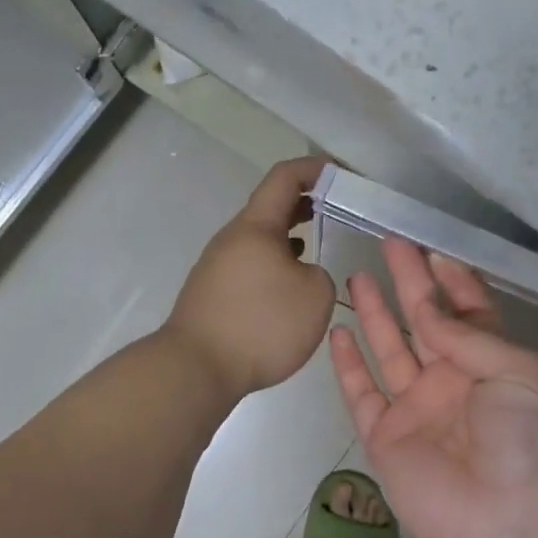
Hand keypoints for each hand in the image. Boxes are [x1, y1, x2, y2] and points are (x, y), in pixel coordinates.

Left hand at [165, 156, 337, 399]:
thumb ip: (320, 273)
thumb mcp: (315, 295)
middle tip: (336, 209)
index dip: (315, 168)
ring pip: (260, 238)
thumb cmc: (261, 324)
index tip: (342, 174)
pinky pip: (250, 263)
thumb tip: (301, 274)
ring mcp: (217, 264)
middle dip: (305, 202)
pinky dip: (274, 262)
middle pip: (270, 206)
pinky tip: (288, 284)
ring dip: (289, 235)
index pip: (285, 177)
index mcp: (256, 226)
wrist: (196, 368)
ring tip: (316, 244)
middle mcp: (232, 238)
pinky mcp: (213, 291)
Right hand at [329, 237, 537, 537]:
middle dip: (409, 281)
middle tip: (389, 242)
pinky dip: (347, 365)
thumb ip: (468, 333)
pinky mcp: (386, 438)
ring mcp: (417, 409)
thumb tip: (427, 308)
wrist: (513, 526)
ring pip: (390, 350)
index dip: (452, 280)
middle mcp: (453, 380)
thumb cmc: (530, 440)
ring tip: (358, 275)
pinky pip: (362, 393)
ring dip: (375, 313)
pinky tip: (337, 332)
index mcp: (493, 363)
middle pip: (425, 321)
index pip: (469, 311)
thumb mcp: (519, 371)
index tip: (431, 248)